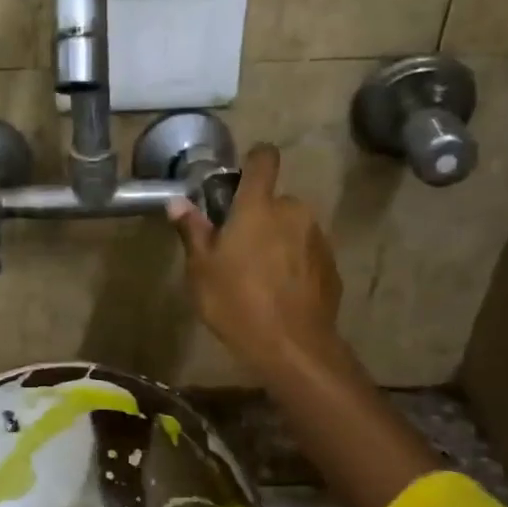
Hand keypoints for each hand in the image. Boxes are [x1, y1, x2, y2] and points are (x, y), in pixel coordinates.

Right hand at [167, 143, 342, 379]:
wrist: (292, 346)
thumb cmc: (236, 302)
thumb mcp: (201, 270)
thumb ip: (192, 231)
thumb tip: (177, 202)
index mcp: (259, 206)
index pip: (263, 160)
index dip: (253, 161)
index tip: (240, 177)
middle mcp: (294, 212)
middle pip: (274, 202)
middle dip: (258, 218)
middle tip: (236, 249)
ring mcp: (317, 238)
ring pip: (292, 228)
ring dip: (277, 241)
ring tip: (258, 276)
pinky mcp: (331, 266)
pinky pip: (306, 253)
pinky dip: (294, 264)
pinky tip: (279, 292)